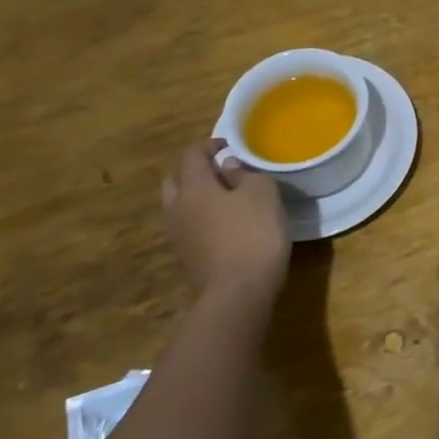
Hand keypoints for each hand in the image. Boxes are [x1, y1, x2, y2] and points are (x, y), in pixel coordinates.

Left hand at [161, 140, 290, 307]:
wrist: (238, 293)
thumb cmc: (253, 233)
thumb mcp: (263, 193)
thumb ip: (245, 174)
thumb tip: (228, 168)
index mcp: (193, 187)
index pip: (191, 155)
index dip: (209, 145)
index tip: (230, 145)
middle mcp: (177, 208)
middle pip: (176, 179)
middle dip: (195, 170)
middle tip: (222, 169)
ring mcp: (178, 235)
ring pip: (179, 204)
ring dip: (197, 195)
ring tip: (226, 196)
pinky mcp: (187, 257)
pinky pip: (188, 225)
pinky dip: (201, 216)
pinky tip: (225, 222)